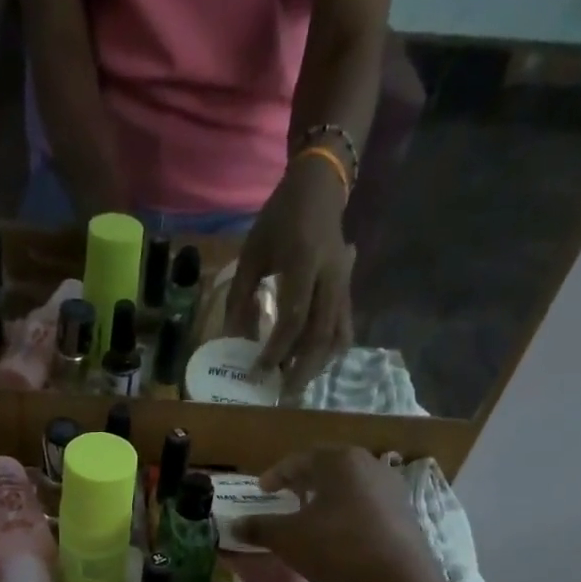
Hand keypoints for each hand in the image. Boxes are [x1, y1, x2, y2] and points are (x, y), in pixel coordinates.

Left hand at [225, 155, 354, 397]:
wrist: (319, 188)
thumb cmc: (279, 220)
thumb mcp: (251, 253)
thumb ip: (240, 296)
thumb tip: (231, 340)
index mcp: (303, 261)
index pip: (293, 317)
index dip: (276, 349)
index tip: (258, 372)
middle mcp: (330, 276)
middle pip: (321, 334)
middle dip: (301, 368)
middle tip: (281, 393)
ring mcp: (344, 284)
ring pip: (337, 335)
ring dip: (318, 365)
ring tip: (296, 385)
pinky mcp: (349, 291)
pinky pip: (344, 328)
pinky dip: (330, 352)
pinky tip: (312, 367)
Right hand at [232, 445, 448, 581]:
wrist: (396, 580)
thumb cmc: (336, 547)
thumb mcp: (287, 538)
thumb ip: (259, 527)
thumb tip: (233, 525)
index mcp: (339, 461)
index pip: (300, 459)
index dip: (276, 474)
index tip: (261, 489)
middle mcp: (369, 465)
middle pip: (328, 468)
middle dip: (304, 481)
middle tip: (286, 495)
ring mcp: (391, 488)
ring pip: (350, 486)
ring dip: (328, 497)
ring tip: (311, 514)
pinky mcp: (404, 513)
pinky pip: (367, 505)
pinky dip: (347, 512)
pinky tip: (338, 532)